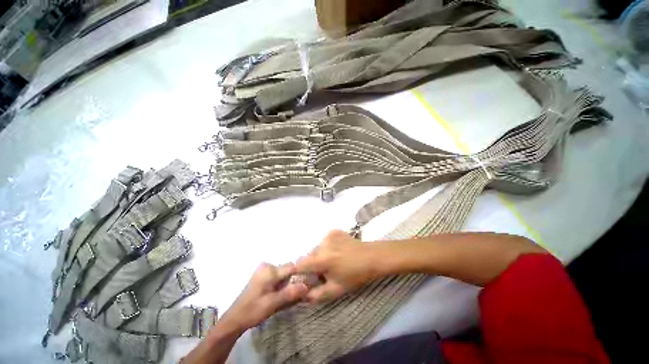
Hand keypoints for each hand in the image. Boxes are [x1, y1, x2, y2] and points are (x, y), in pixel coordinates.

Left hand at [220, 263, 308, 331]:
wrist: (234, 319)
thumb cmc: (252, 311)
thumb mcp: (272, 304)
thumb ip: (289, 294)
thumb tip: (307, 286)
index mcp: (270, 270)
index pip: (292, 267)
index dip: (300, 275)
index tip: (307, 286)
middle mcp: (268, 266)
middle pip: (288, 270)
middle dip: (294, 281)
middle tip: (297, 295)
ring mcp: (265, 270)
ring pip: (284, 274)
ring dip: (288, 284)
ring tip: (287, 297)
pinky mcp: (263, 276)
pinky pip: (278, 277)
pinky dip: (282, 285)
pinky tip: (280, 295)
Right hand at [295, 230, 379, 302]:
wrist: (372, 257)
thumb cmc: (355, 275)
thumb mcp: (336, 290)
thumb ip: (316, 295)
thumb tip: (302, 295)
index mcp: (321, 259)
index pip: (299, 265)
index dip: (298, 272)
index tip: (304, 277)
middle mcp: (322, 244)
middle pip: (309, 256)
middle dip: (312, 265)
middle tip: (324, 271)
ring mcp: (328, 235)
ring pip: (317, 248)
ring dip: (320, 255)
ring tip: (333, 261)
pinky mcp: (334, 231)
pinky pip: (325, 241)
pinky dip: (327, 247)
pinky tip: (338, 251)